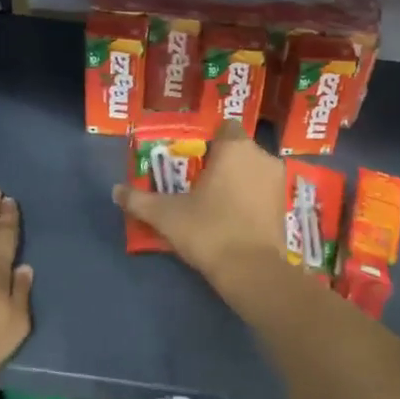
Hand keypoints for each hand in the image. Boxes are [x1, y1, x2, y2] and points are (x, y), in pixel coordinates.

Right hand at [113, 122, 286, 286]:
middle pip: (238, 150)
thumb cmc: (209, 230)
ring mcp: (277, 182)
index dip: (209, 140)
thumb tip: (115, 191)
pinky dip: (249, 198)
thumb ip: (139, 200)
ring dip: (237, 180)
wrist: (252, 271)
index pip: (225, 127)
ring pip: (252, 171)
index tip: (192, 158)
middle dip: (221, 162)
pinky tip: (232, 217)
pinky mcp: (284, 206)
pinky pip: (262, 192)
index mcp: (235, 148)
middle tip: (197, 182)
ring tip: (213, 201)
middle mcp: (261, 157)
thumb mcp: (166, 215)